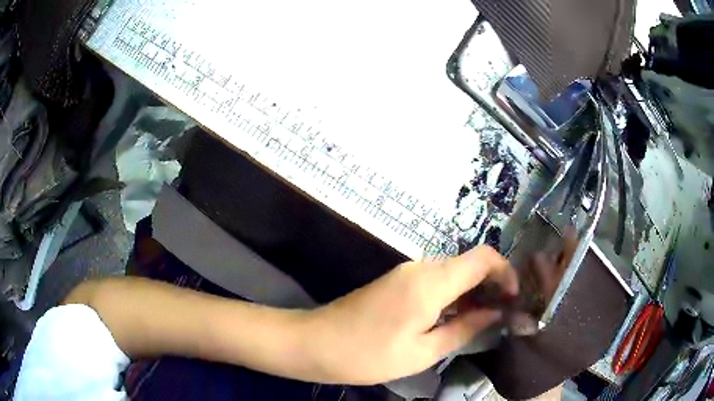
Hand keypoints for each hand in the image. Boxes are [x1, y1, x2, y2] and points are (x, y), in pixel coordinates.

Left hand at [303, 245, 517, 384]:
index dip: (505, 273)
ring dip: (472, 291)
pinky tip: (454, 317)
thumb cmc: (368, 355)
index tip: (513, 299)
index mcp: (431, 282)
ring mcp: (406, 272)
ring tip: (483, 320)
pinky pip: (435, 280)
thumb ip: (463, 329)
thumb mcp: (423, 352)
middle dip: (491, 284)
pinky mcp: (396, 281)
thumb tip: (495, 313)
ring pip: (453, 272)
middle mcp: (421, 267)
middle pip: (469, 263)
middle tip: (502, 315)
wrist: (315, 343)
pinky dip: (452, 294)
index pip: (483, 258)